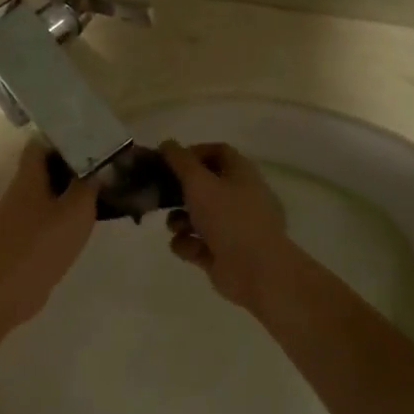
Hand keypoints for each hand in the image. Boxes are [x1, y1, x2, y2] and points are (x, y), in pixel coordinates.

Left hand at [0, 142, 98, 330]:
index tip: (90, 140)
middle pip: (43, 168)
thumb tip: (97, 166)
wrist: (8, 292)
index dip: (63, 137)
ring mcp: (16, 217)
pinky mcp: (20, 238)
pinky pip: (42, 215)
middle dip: (71, 165)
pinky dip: (61, 213)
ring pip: (44, 193)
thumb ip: (88, 185)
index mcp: (26, 178)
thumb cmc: (42, 245)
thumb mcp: (76, 211)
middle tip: (101, 168)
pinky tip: (81, 223)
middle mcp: (17, 192)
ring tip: (97, 194)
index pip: (39, 143)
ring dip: (68, 191)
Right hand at [159, 141, 299, 312]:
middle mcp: (238, 197)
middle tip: (158, 194)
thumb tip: (167, 143)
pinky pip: (196, 243)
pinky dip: (188, 245)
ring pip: (196, 217)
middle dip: (179, 191)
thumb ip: (180, 161)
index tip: (168, 161)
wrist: (255, 269)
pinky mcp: (221, 253)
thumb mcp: (199, 182)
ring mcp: (231, 227)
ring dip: (179, 220)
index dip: (192, 153)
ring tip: (176, 227)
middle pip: (204, 186)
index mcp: (241, 174)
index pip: (218, 152)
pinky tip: (189, 249)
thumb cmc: (229, 218)